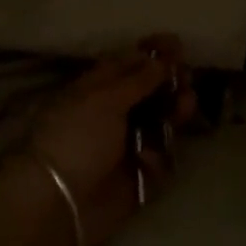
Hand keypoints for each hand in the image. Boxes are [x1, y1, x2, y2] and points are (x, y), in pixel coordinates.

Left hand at [20, 37, 197, 245]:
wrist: (59, 201)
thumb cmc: (76, 138)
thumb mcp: (105, 100)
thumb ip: (138, 79)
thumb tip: (160, 58)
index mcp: (97, 89)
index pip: (128, 63)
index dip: (152, 53)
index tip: (176, 44)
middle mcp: (113, 113)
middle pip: (150, 92)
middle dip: (171, 83)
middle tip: (186, 79)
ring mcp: (125, 145)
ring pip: (161, 123)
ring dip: (175, 112)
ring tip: (186, 106)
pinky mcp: (137, 176)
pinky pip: (160, 159)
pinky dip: (159, 156)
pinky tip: (149, 159)